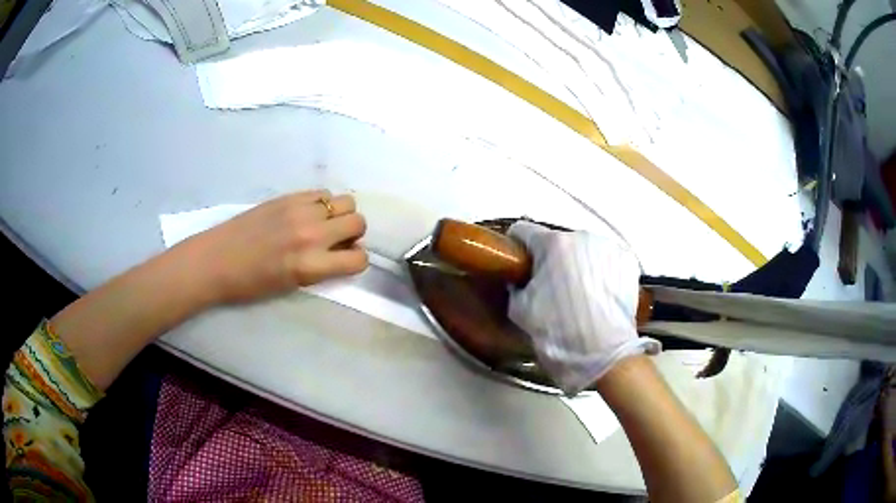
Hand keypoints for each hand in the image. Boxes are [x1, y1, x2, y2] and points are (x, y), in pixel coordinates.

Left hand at [181, 190, 368, 303]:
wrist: (216, 260)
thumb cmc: (251, 284)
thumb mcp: (293, 285)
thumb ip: (322, 268)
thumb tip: (342, 251)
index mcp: (310, 265)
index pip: (358, 258)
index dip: (356, 260)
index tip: (344, 261)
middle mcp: (311, 234)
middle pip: (358, 222)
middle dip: (353, 233)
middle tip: (336, 240)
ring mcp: (300, 210)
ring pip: (345, 201)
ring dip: (341, 214)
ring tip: (323, 224)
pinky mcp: (288, 196)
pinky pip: (322, 192)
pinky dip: (323, 203)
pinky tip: (307, 213)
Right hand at [507, 221, 659, 394]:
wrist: (604, 354)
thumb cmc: (559, 332)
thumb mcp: (521, 311)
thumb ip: (516, 286)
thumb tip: (520, 280)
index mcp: (552, 244)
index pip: (524, 230)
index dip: (516, 247)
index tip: (518, 262)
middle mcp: (582, 236)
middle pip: (557, 241)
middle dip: (550, 259)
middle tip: (549, 287)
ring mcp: (608, 247)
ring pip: (583, 250)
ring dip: (576, 265)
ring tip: (579, 294)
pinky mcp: (627, 261)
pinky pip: (605, 260)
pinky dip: (599, 272)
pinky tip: (598, 295)